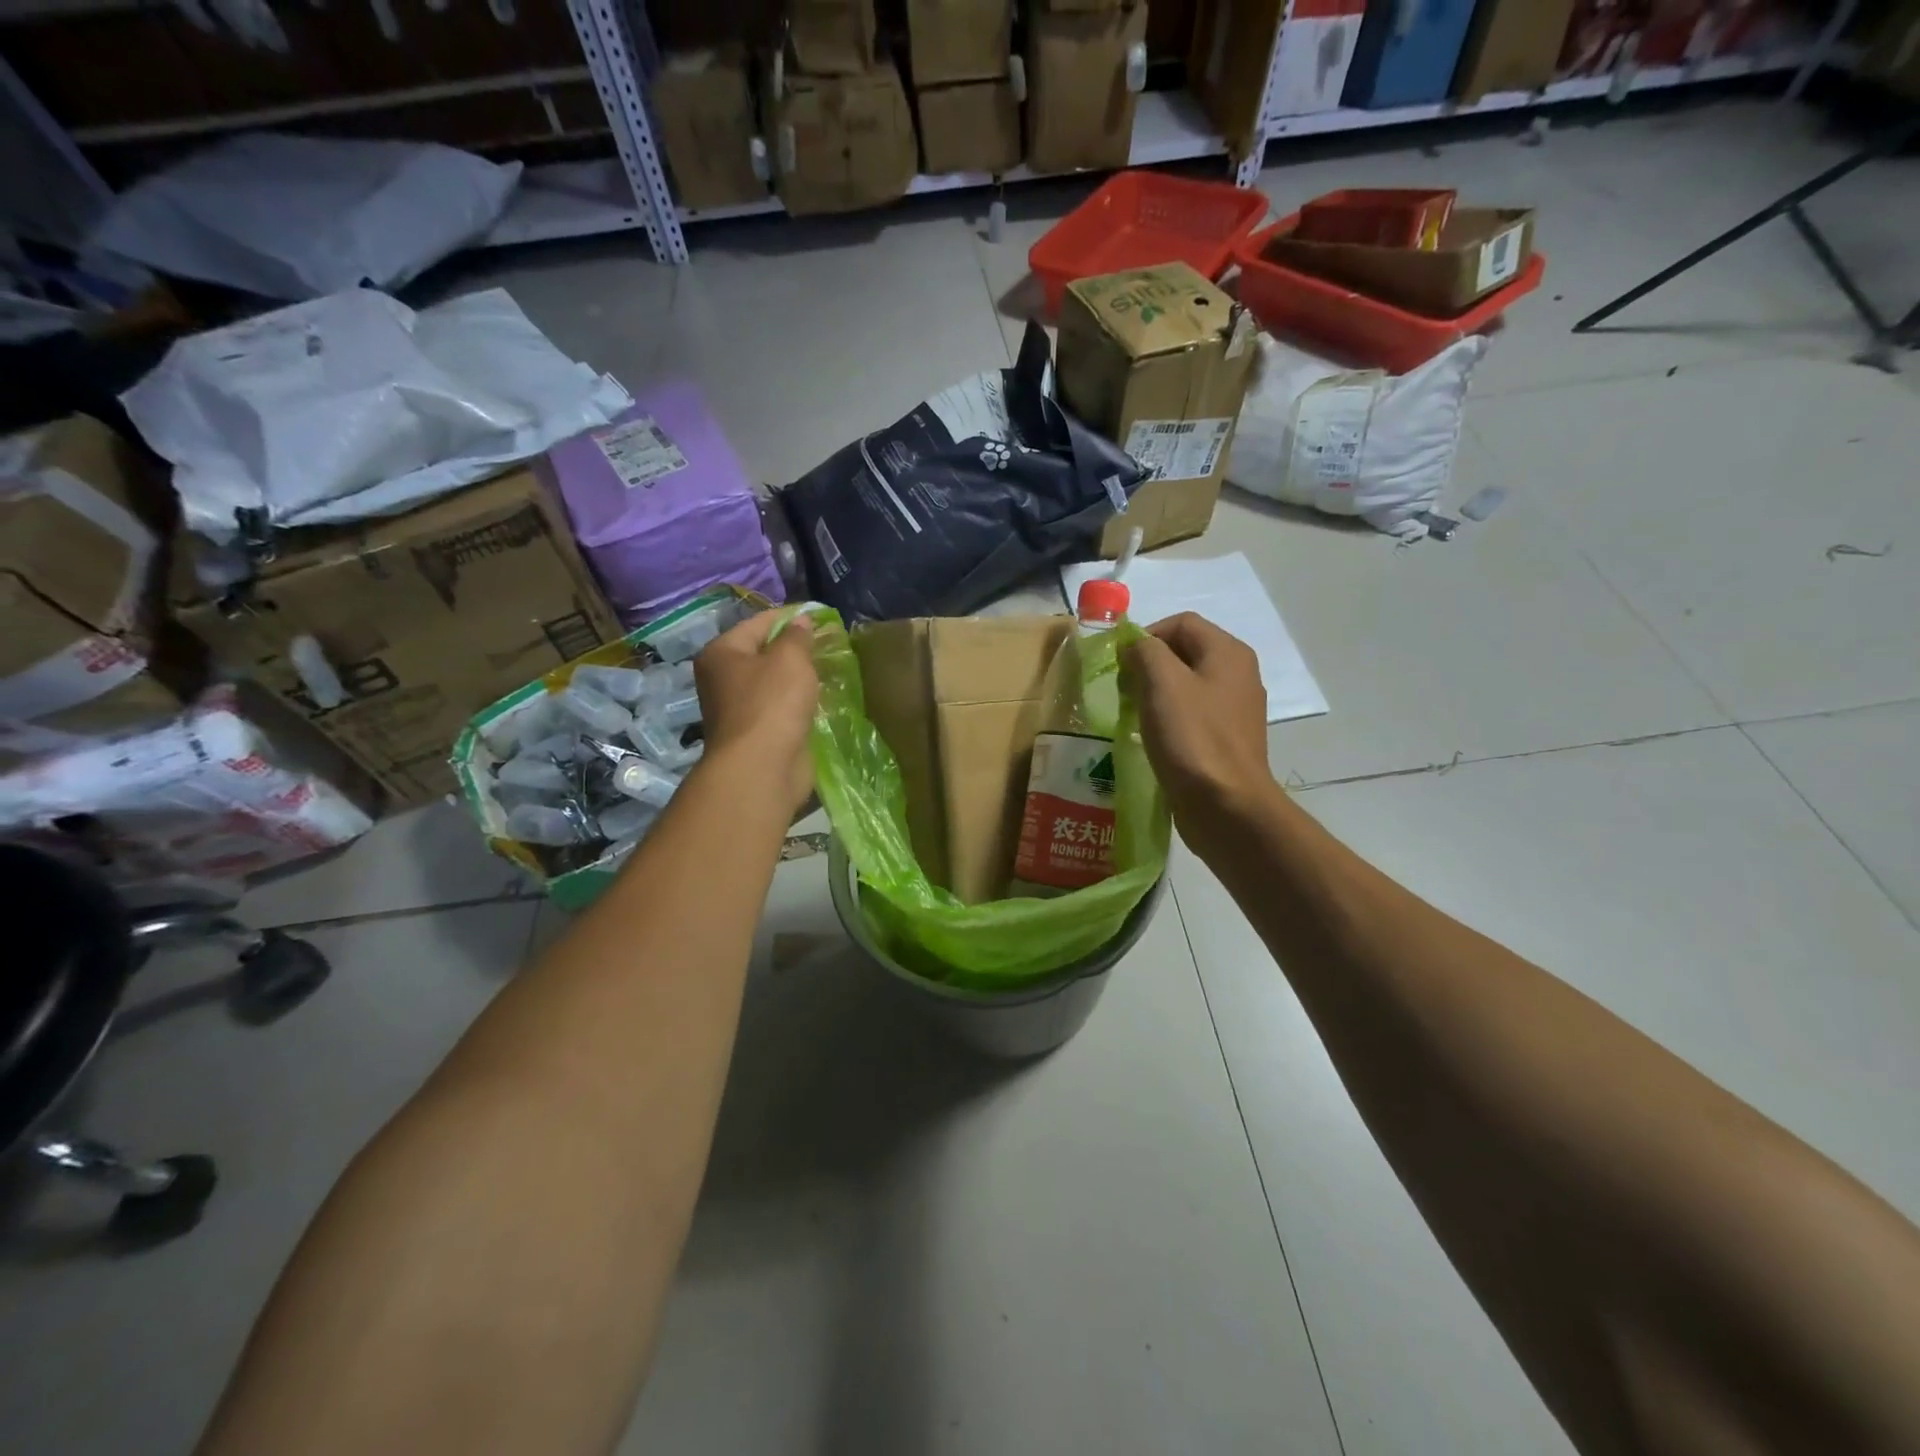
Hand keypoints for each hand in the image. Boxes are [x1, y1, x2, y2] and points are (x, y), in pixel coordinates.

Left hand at [693, 609, 818, 813]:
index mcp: (722, 653)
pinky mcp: (758, 733)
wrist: (762, 768)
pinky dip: (799, 703)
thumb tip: (802, 621)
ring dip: (799, 678)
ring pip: (774, 683)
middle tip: (829, 643)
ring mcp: (739, 709)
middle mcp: (723, 679)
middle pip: (764, 653)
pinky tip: (821, 699)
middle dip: (795, 648)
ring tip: (829, 669)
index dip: (790, 617)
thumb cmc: (772, 703)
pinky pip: (781, 708)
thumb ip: (798, 637)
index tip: (821, 616)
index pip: (758, 623)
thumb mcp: (790, 659)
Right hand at [1121, 613, 1275, 827]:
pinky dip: (1168, 719)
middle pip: (1184, 652)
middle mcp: (1238, 675)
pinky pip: (1192, 715)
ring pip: (1186, 685)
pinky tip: (1152, 738)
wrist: (1226, 806)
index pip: (1181, 622)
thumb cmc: (1192, 738)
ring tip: (1133, 714)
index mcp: (1228, 653)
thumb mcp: (1162, 683)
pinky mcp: (1226, 740)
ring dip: (1155, 693)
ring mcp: (1234, 710)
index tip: (1120, 664)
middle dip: (1148, 664)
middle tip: (1123, 690)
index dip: (1146, 635)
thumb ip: (1145, 652)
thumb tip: (1135, 648)